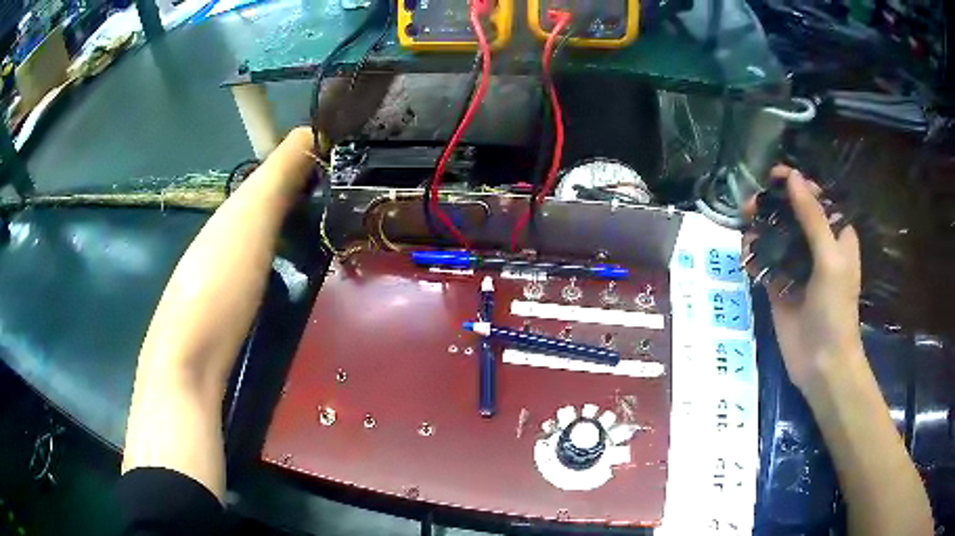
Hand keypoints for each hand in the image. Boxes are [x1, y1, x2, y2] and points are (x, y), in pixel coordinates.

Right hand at [745, 166, 863, 393]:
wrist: (822, 363)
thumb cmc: (835, 309)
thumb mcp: (829, 259)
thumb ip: (812, 217)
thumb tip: (792, 176)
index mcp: (835, 236)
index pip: (816, 199)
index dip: (797, 184)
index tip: (774, 177)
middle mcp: (816, 247)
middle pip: (793, 214)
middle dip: (773, 204)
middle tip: (753, 204)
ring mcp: (797, 268)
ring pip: (777, 236)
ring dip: (761, 226)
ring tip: (745, 222)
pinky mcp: (779, 287)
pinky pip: (765, 262)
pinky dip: (754, 253)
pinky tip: (745, 251)